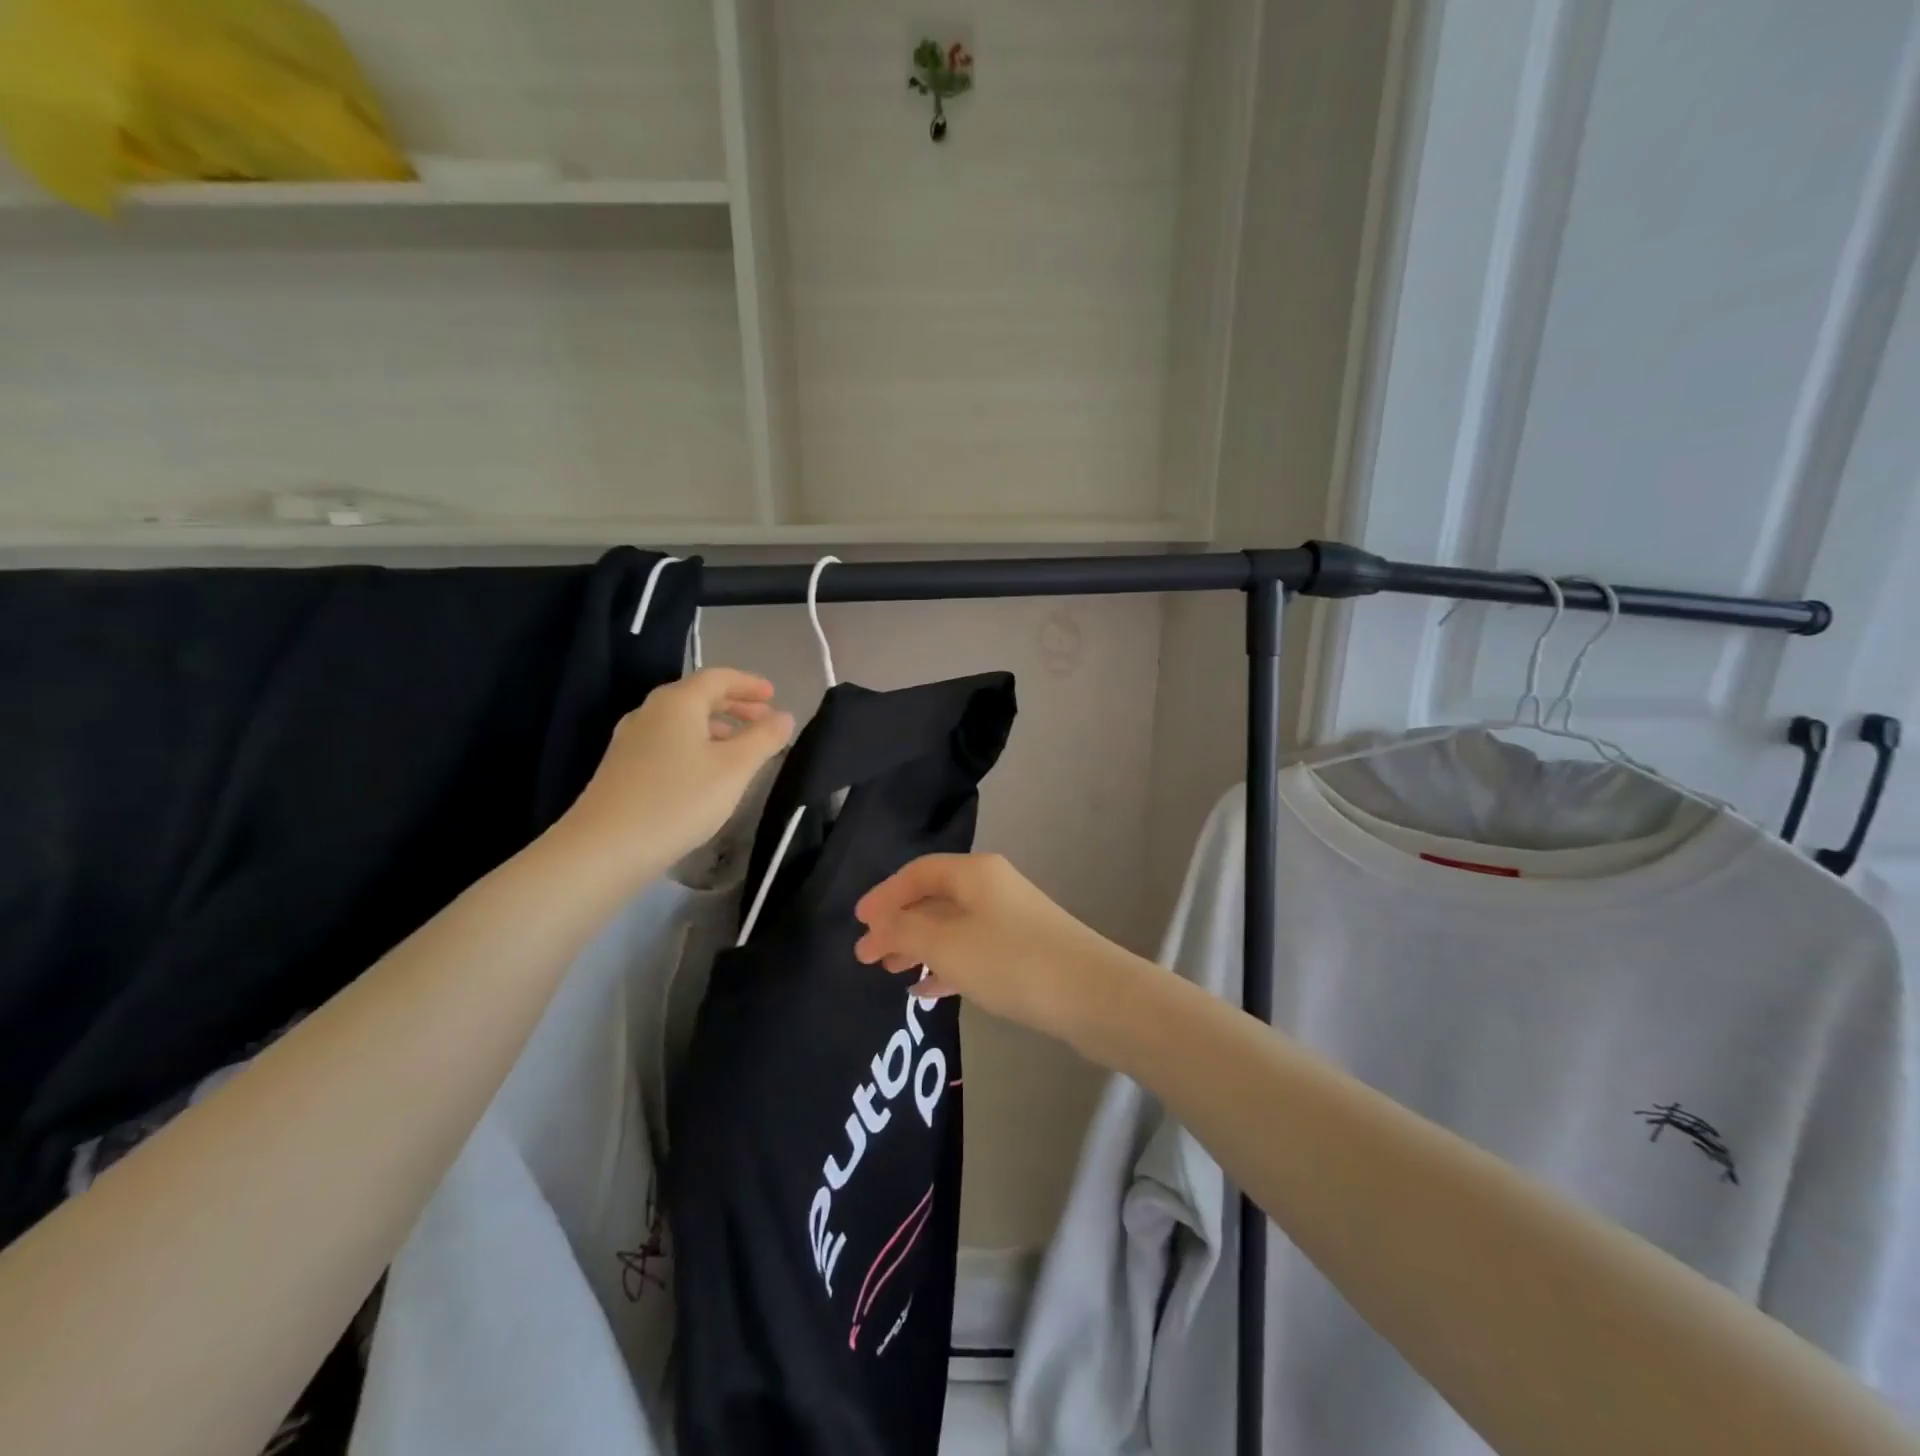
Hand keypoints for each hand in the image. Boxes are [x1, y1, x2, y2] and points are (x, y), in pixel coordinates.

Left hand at [563, 668, 793, 884]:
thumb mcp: (734, 769)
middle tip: (764, 719)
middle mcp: (650, 712)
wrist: (605, 848)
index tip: (774, 695)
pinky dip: (696, 745)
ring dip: (717, 727)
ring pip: (683, 722)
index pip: (718, 677)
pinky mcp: (623, 767)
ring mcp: (631, 740)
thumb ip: (764, 738)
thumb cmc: (679, 799)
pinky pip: (669, 742)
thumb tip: (784, 716)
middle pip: (698, 696)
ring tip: (742, 748)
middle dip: (735, 705)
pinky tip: (707, 772)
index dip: (749, 683)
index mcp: (677, 702)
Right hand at [853, 853, 1143, 1047]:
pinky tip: (928, 991)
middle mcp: (992, 887)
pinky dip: (946, 966)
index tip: (857, 923)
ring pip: (952, 927)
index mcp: (974, 873)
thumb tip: (879, 927)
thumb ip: (905, 932)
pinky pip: (972, 951)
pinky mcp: (1023, 951)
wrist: (1092, 994)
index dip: (884, 895)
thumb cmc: (1011, 961)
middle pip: (933, 899)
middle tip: (868, 955)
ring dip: (919, 947)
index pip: (917, 873)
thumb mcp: (946, 945)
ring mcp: (1010, 919)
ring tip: (892, 973)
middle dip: (898, 925)